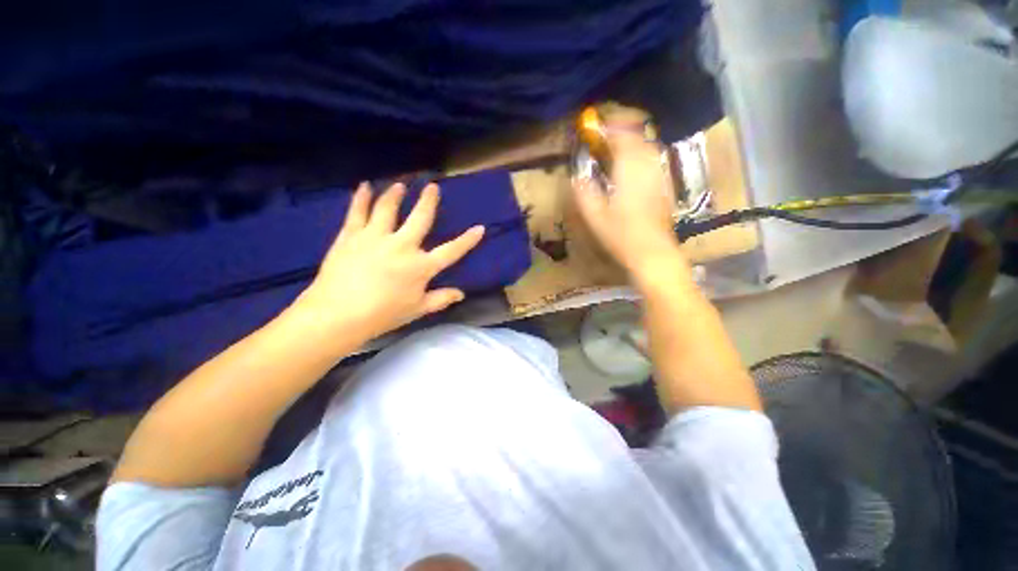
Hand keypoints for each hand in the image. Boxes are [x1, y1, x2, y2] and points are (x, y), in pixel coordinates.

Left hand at [293, 182, 483, 342]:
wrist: (337, 314)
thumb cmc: (382, 315)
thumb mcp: (417, 309)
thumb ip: (440, 299)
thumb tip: (461, 293)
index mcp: (421, 266)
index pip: (451, 251)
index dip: (467, 240)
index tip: (479, 228)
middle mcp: (402, 246)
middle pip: (420, 218)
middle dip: (428, 201)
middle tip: (432, 186)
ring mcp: (375, 237)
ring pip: (388, 208)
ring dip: (395, 194)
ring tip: (400, 185)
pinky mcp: (351, 235)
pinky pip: (357, 211)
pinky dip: (362, 197)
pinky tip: (365, 186)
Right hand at [573, 128, 686, 281]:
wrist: (652, 252)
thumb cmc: (620, 235)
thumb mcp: (594, 216)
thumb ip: (584, 192)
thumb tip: (577, 176)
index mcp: (629, 171)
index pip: (622, 138)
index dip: (609, 129)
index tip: (596, 128)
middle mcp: (647, 168)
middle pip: (638, 138)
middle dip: (623, 131)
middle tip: (607, 135)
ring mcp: (659, 177)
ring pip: (649, 147)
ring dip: (634, 142)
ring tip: (619, 147)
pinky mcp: (664, 187)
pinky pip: (654, 161)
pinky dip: (643, 155)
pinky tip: (634, 166)